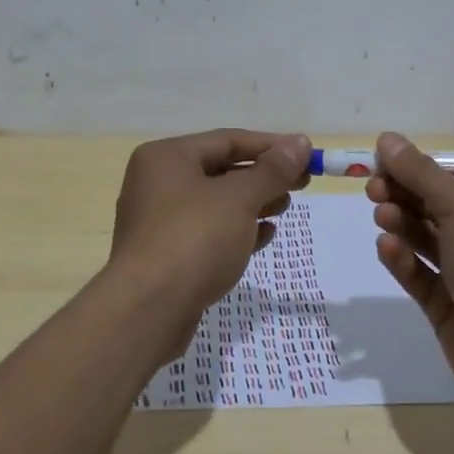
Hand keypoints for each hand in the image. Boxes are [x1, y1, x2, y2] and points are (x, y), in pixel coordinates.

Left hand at [109, 129, 310, 353]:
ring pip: (217, 203)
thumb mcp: (239, 199)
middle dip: (263, 177)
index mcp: (167, 157)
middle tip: (301, 184)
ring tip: (284, 208)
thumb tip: (301, 143)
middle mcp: (158, 182)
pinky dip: (237, 230)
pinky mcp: (167, 255)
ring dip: (253, 203)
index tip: (306, 155)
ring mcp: (159, 221)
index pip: (228, 140)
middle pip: (222, 170)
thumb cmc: (193, 240)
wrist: (147, 313)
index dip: (271, 146)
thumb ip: (272, 170)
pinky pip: (208, 232)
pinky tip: (264, 236)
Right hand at [367, 132, 453, 415]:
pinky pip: (421, 275)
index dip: (419, 167)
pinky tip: (386, 248)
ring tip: (381, 215)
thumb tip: (387, 138)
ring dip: (402, 223)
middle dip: (404, 193)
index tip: (382, 161)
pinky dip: (403, 259)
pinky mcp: (450, 308)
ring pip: (426, 239)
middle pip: (437, 205)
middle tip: (373, 188)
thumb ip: (421, 173)